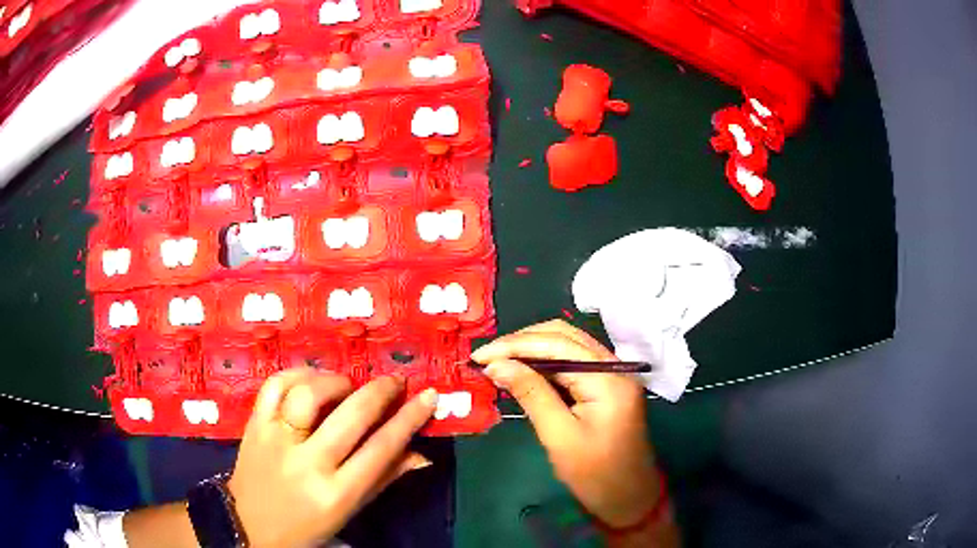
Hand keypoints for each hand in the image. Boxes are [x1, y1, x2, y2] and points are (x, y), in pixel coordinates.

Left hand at [228, 369, 437, 546]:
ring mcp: (276, 440)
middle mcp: (307, 463)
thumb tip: (422, 455)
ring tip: (347, 386)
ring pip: (309, 393)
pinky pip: (275, 385)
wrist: (248, 524)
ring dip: (336, 382)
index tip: (428, 396)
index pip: (381, 448)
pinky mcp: (254, 424)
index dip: (409, 418)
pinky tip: (311, 380)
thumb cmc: (306, 525)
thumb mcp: (348, 511)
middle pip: (350, 416)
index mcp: (336, 492)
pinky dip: (297, 374)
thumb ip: (383, 479)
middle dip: (380, 392)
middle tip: (394, 382)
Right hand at [472, 320, 660, 528]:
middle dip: (522, 342)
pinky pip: (574, 361)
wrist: (629, 498)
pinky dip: (546, 362)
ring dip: (532, 349)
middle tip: (486, 357)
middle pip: (564, 335)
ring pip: (569, 344)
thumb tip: (496, 365)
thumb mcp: (559, 437)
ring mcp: (614, 373)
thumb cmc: (596, 475)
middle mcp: (615, 366)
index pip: (557, 344)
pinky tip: (524, 371)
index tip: (479, 356)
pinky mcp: (608, 384)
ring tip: (499, 362)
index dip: (514, 345)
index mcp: (609, 378)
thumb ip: (530, 394)